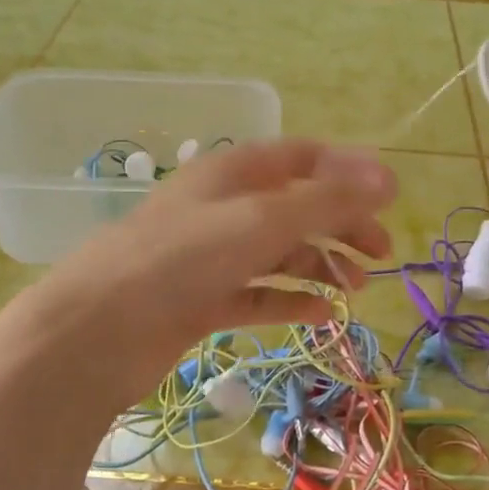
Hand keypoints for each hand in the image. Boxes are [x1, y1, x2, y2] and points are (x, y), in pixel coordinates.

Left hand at [18, 139, 396, 411]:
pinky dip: (290, 302)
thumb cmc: (181, 259)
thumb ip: (326, 200)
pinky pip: (259, 295)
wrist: (98, 331)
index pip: (301, 158)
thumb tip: (389, 177)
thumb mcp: (260, 220)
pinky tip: (320, 316)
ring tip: (356, 289)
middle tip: (382, 253)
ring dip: (321, 265)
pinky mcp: (203, 302)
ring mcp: (212, 258)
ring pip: (280, 254)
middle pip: (296, 207)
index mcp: (233, 173)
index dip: (347, 172)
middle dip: (342, 225)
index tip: (390, 198)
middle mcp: (223, 209)